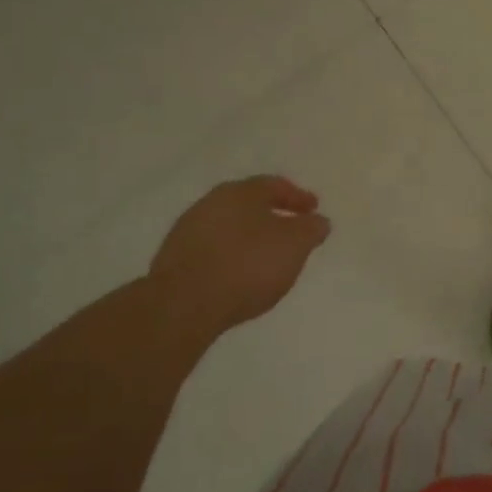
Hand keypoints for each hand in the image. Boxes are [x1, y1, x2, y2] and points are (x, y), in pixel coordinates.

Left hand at [148, 175, 330, 331]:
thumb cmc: (248, 265)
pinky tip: (239, 274)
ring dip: (249, 237)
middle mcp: (210, 203)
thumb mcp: (295, 245)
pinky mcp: (172, 260)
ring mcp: (187, 231)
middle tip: (291, 230)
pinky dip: (230, 256)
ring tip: (266, 257)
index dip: (298, 197)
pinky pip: (212, 250)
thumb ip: (311, 229)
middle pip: (248, 204)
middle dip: (272, 215)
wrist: (182, 305)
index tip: (314, 210)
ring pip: (228, 227)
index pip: (275, 185)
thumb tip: (318, 221)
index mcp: (241, 192)